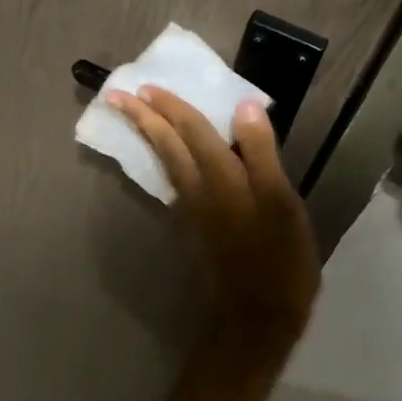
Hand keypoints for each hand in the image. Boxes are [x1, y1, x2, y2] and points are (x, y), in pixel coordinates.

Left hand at [108, 86, 320, 352]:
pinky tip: (165, 156)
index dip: (171, 107)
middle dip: (144, 118)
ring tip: (135, 116)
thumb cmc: (281, 258)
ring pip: (166, 162)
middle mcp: (200, 190)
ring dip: (149, 135)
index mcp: (223, 179)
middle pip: (168, 145)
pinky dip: (164, 159)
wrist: (259, 314)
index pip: (192, 131)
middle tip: (119, 95)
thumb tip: (244, 108)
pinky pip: (173, 180)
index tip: (145, 86)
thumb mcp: (282, 203)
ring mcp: (194, 209)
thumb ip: (261, 154)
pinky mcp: (195, 225)